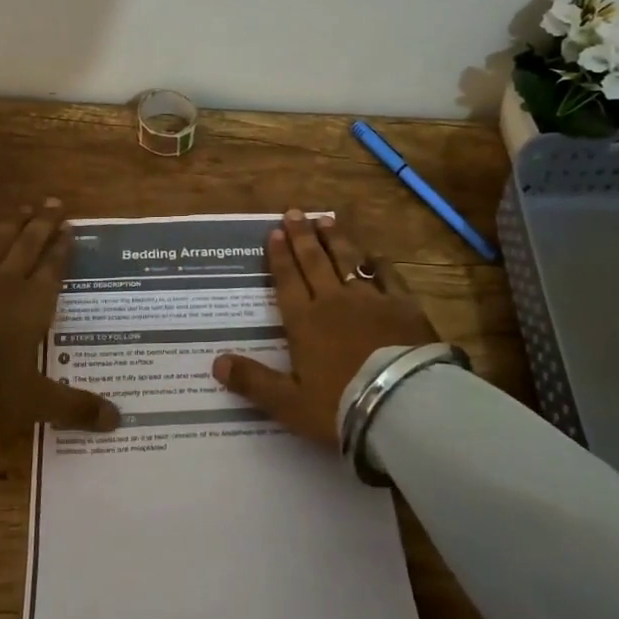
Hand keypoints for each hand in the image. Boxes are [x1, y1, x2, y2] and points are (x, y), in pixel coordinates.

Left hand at [0, 200, 116, 508]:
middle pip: (28, 245)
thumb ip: (76, 407)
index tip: (71, 226)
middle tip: (54, 201)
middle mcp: (5, 282)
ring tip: (22, 205)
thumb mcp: (35, 402)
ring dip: (10, 223)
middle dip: (43, 223)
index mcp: (33, 304)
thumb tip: (119, 420)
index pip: (53, 268)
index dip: (63, 248)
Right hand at [211, 209, 436, 447]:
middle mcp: (333, 301)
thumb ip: (253, 381)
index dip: (280, 256)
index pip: (287, 280)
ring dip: (335, 239)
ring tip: (326, 219)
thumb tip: (215, 363)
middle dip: (302, 237)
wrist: (402, 404)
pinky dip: (378, 263)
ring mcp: (370, 300)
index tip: (274, 232)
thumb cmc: (340, 406)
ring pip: (348, 261)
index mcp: (304, 321)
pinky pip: (387, 276)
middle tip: (294, 212)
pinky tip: (374, 254)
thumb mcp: (288, 403)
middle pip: (314, 262)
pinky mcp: (403, 306)